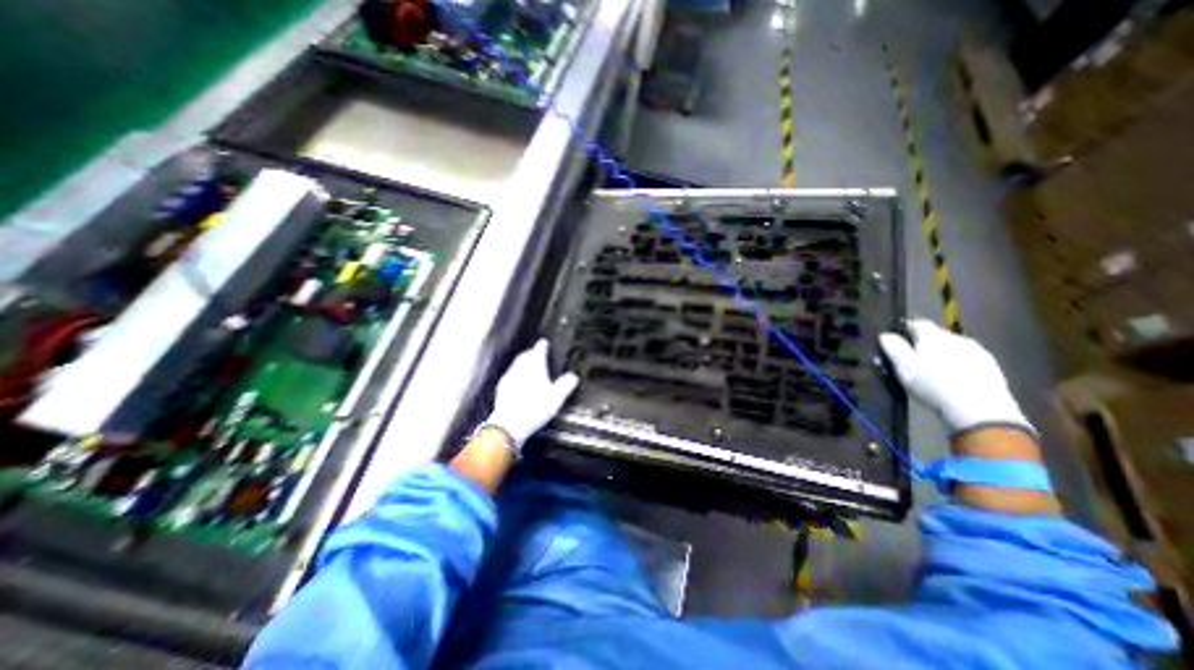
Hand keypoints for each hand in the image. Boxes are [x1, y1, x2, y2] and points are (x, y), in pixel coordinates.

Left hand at [482, 339, 580, 448]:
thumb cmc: (534, 409)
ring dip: (523, 363)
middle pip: (525, 355)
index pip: (538, 350)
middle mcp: (520, 369)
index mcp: (534, 367)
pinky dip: (516, 374)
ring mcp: (509, 378)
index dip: (542, 346)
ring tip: (529, 367)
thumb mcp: (556, 398)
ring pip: (517, 365)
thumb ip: (565, 385)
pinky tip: (518, 382)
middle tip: (537, 354)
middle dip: (531, 353)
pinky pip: (510, 375)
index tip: (544, 343)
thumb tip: (573, 377)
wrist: (509, 424)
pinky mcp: (502, 388)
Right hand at [874, 316, 1036, 434]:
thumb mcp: (903, 366)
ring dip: (942, 354)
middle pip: (936, 335)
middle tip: (912, 358)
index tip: (896, 340)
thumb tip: (885, 335)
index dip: (905, 329)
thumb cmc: (932, 384)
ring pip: (953, 348)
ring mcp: (977, 352)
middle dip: (924, 343)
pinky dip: (957, 365)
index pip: (917, 323)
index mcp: (933, 335)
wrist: (978, 410)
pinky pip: (968, 360)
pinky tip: (952, 379)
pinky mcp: (991, 368)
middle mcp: (957, 338)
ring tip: (932, 370)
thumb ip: (893, 347)